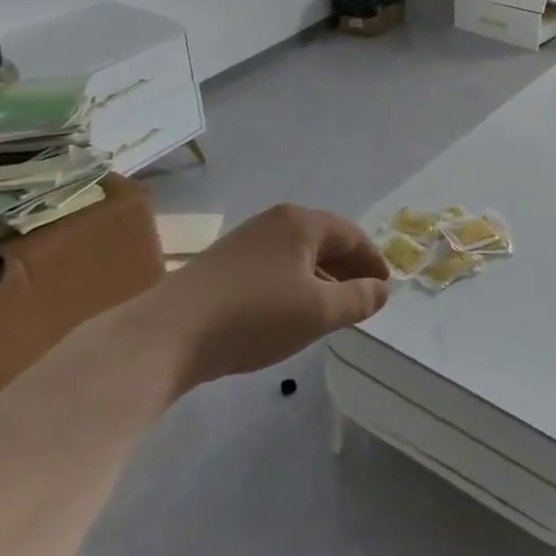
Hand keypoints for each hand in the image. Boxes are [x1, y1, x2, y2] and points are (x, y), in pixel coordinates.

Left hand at [163, 204, 389, 385]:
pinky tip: (291, 312)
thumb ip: (358, 299)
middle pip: (324, 240)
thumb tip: (382, 290)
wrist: (169, 334)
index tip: (385, 287)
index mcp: (301, 222)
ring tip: (332, 309)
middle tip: (364, 297)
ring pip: (297, 255)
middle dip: (347, 268)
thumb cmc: (255, 315)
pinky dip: (294, 284)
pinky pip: (274, 267)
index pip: (351, 235)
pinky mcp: (223, 264)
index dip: (372, 261)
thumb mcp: (318, 312)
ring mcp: (246, 241)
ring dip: (321, 278)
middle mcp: (274, 222)